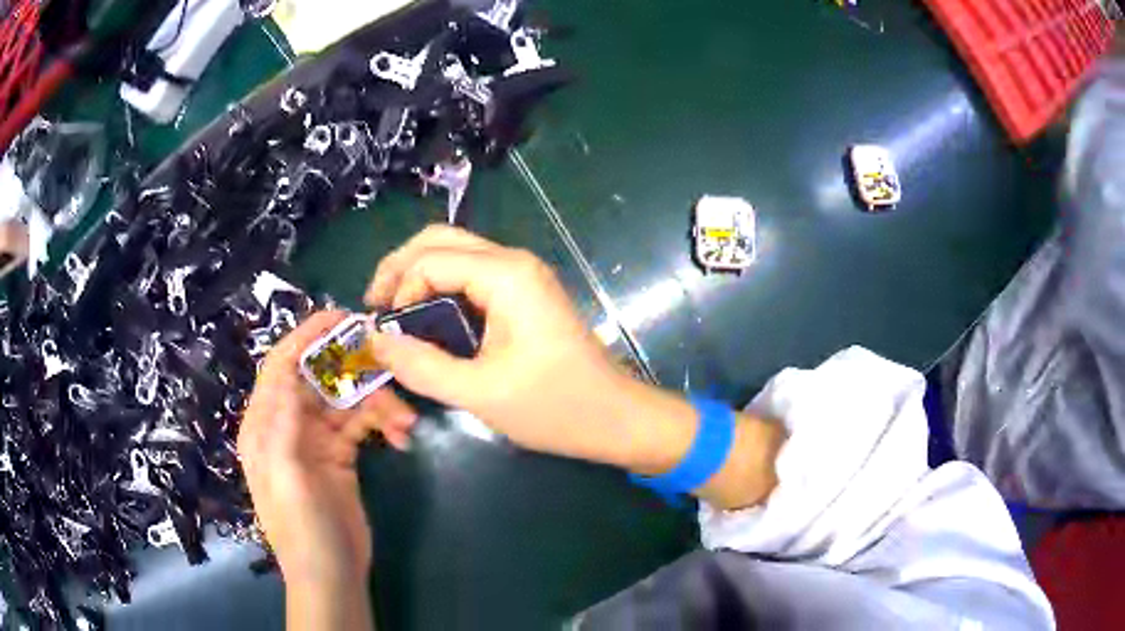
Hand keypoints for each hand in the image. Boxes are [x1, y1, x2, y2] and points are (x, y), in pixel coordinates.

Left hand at [237, 311, 415, 585]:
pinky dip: (383, 422)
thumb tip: (290, 373)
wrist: (331, 575)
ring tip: (405, 422)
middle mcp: (288, 424)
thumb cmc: (302, 531)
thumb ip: (282, 426)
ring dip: (377, 402)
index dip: (307, 336)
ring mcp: (317, 439)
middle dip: (354, 368)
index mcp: (265, 425)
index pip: (281, 365)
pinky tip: (402, 436)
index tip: (343, 317)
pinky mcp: (342, 454)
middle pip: (320, 377)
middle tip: (390, 361)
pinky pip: (363, 423)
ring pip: (347, 399)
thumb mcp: (286, 479)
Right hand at [364, 225, 783, 509]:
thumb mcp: (480, 392)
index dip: (399, 291)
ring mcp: (522, 275)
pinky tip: (428, 318)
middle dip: (400, 267)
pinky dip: (441, 288)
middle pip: (441, 239)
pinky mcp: (525, 293)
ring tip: (394, 313)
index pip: (430, 260)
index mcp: (506, 275)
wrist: (615, 417)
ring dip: (419, 275)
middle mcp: (514, 261)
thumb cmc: (555, 407)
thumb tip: (374, 342)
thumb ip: (421, 366)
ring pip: (456, 253)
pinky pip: (472, 275)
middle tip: (376, 306)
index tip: (386, 334)